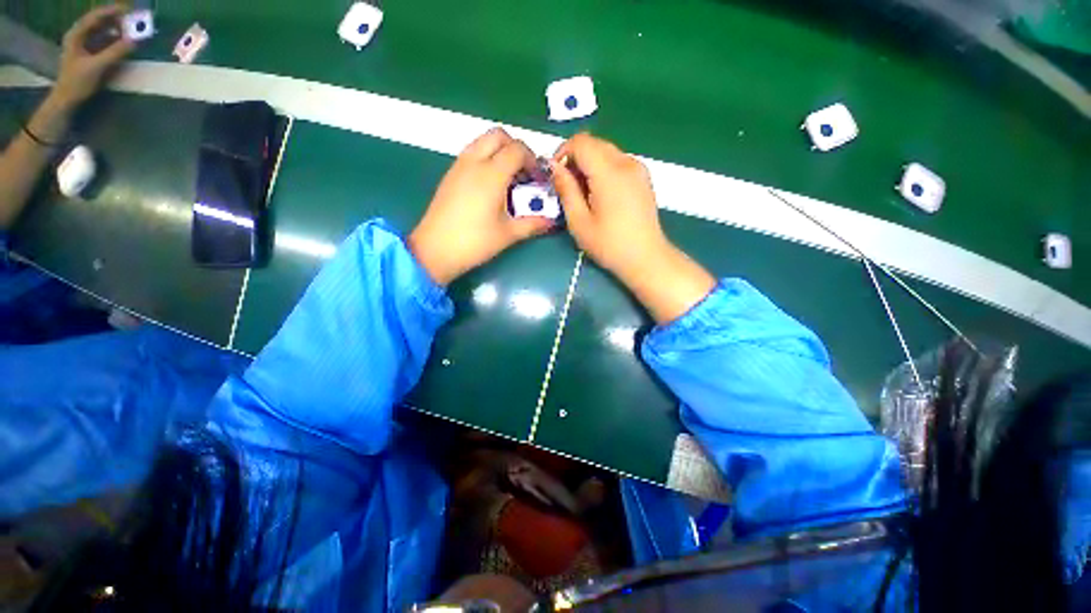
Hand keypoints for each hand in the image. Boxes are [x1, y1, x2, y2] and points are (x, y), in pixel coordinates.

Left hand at [53, 5, 134, 107]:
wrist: (66, 100)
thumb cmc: (77, 83)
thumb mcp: (97, 67)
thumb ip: (116, 52)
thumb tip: (135, 41)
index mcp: (76, 35)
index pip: (95, 17)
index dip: (111, 11)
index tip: (128, 9)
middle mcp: (79, 36)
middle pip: (99, 22)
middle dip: (116, 19)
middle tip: (133, 18)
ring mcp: (84, 45)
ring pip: (102, 30)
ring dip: (116, 28)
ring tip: (131, 28)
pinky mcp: (89, 54)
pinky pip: (103, 40)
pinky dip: (114, 38)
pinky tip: (123, 39)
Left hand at [409, 128, 553, 284]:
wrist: (435, 250)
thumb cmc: (474, 242)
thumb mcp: (508, 234)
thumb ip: (533, 224)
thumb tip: (552, 221)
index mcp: (491, 174)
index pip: (517, 149)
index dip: (533, 160)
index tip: (538, 179)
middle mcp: (474, 162)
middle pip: (498, 135)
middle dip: (516, 148)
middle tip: (524, 172)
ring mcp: (458, 167)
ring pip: (482, 142)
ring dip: (500, 152)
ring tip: (509, 179)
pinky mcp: (450, 175)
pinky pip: (471, 154)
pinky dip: (486, 159)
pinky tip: (491, 186)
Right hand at [552, 133, 715, 323]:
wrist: (646, 258)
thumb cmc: (609, 245)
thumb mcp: (579, 221)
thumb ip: (565, 190)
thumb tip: (554, 167)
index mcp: (610, 172)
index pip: (581, 142)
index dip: (563, 153)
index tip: (556, 176)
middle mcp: (627, 162)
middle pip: (594, 143)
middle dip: (575, 159)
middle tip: (568, 188)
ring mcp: (638, 169)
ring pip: (606, 151)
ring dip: (589, 165)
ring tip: (584, 195)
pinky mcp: (643, 177)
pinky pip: (618, 162)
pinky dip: (603, 170)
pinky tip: (601, 195)